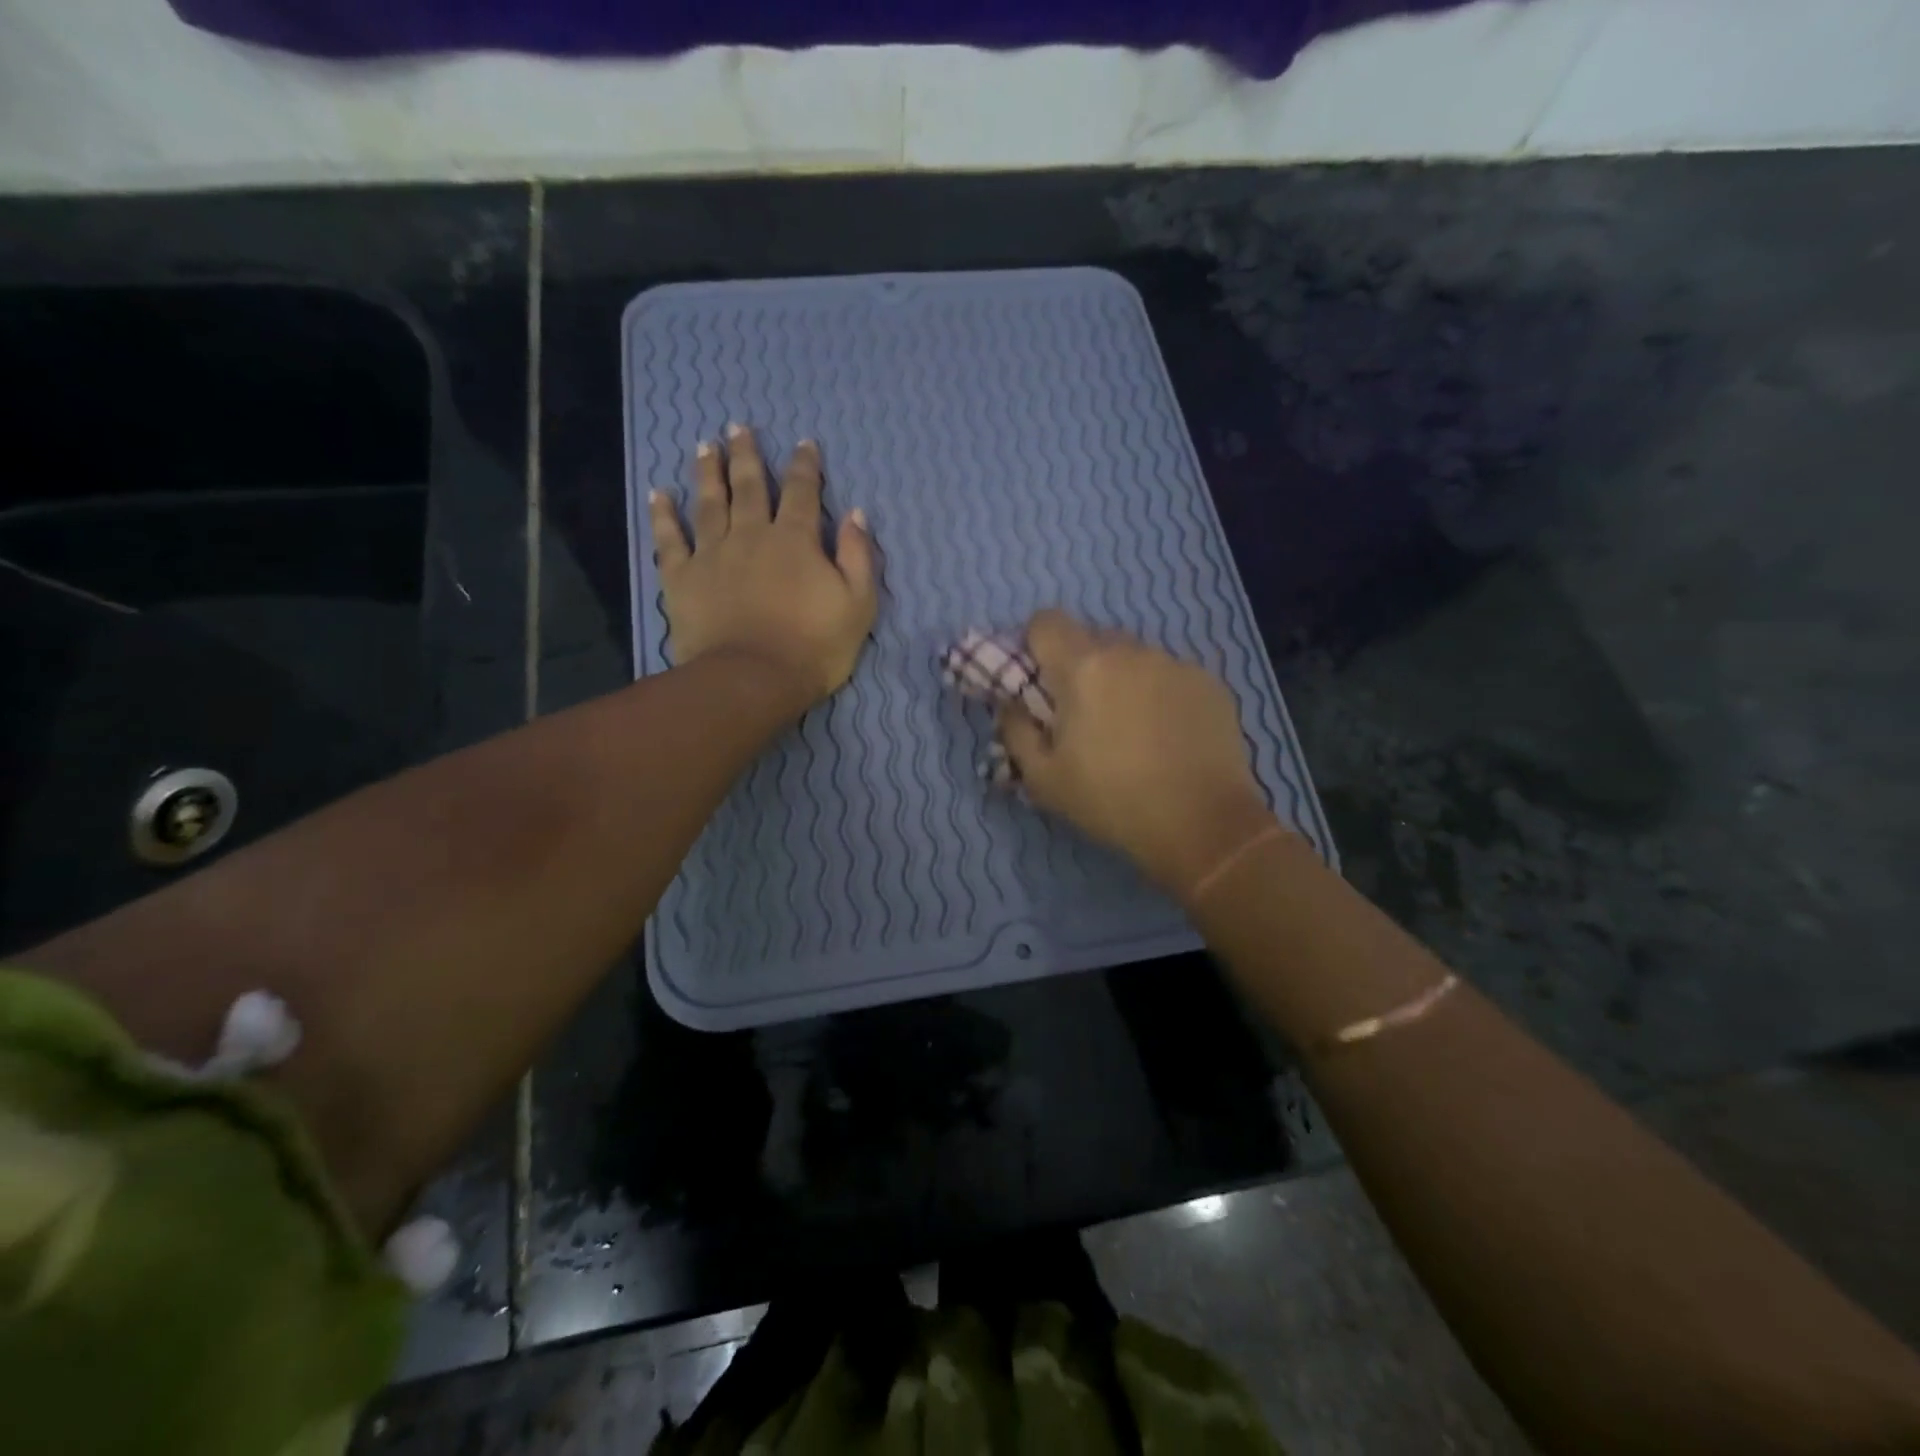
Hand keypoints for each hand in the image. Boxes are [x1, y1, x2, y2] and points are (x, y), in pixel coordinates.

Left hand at [648, 426, 878, 710]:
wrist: (753, 679)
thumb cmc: (814, 647)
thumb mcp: (858, 604)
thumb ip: (858, 556)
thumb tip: (855, 514)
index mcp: (796, 540)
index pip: (803, 492)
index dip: (805, 465)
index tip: (803, 443)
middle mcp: (752, 534)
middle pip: (749, 486)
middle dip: (747, 455)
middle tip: (739, 428)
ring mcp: (712, 553)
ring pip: (709, 503)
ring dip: (708, 472)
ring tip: (705, 447)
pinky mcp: (682, 578)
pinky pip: (669, 539)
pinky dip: (663, 515)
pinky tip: (658, 494)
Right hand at [998, 610, 1278, 894]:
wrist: (1203, 824)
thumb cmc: (1112, 801)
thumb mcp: (1043, 778)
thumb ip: (1015, 730)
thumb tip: (1010, 704)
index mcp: (1083, 668)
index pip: (1046, 622)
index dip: (1035, 646)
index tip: (1039, 682)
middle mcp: (1131, 652)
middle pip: (1091, 638)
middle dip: (1078, 667)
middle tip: (1082, 714)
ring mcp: (1175, 663)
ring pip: (1133, 656)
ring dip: (1121, 679)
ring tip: (1131, 728)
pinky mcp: (1210, 682)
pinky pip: (1169, 674)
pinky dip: (1159, 693)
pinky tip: (1167, 735)